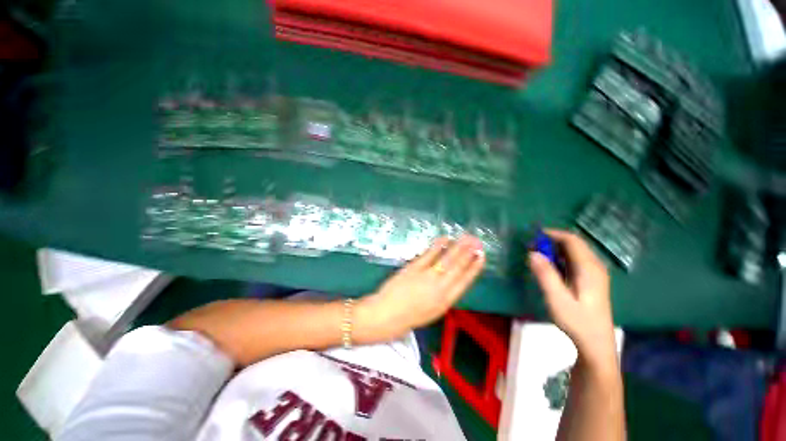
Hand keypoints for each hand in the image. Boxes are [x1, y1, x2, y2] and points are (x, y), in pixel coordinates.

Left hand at [357, 235, 485, 340]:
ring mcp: (427, 276)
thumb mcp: (433, 311)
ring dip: (458, 247)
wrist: (386, 316)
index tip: (482, 257)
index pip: (465, 281)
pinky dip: (438, 245)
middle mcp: (440, 288)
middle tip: (477, 241)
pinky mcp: (414, 268)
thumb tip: (452, 280)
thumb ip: (444, 296)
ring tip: (467, 237)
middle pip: (458, 267)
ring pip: (447, 259)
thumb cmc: (409, 317)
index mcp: (446, 301)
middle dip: (469, 253)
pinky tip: (445, 238)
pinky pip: (429, 254)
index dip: (475, 268)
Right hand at [528, 229, 616, 365]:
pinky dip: (561, 257)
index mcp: (589, 268)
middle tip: (532, 246)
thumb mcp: (557, 299)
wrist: (596, 343)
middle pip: (574, 243)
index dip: (553, 234)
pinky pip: (576, 260)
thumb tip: (532, 253)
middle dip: (552, 240)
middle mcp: (595, 266)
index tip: (533, 236)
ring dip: (556, 249)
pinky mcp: (592, 279)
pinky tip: (550, 266)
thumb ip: (545, 275)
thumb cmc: (577, 321)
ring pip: (575, 251)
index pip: (572, 240)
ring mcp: (595, 273)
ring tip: (537, 254)